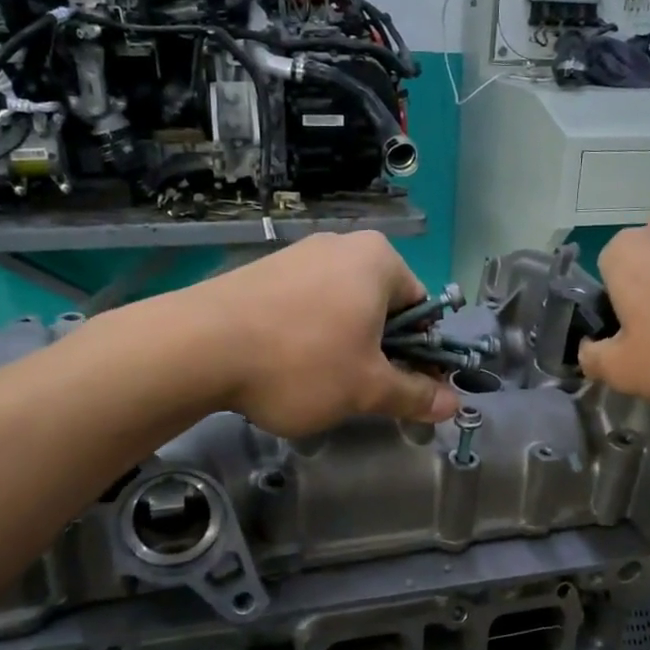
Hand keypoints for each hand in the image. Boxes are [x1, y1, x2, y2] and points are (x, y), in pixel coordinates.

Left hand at [191, 232, 460, 435]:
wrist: (197, 347)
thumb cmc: (300, 361)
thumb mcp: (367, 388)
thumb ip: (414, 394)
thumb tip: (452, 404)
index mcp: (378, 260)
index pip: (422, 309)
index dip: (420, 354)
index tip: (403, 388)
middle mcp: (341, 246)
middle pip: (381, 308)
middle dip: (378, 351)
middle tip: (359, 391)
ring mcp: (297, 255)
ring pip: (341, 309)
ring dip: (343, 347)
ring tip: (317, 383)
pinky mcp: (262, 272)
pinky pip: (304, 307)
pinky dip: (307, 336)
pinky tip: (285, 366)